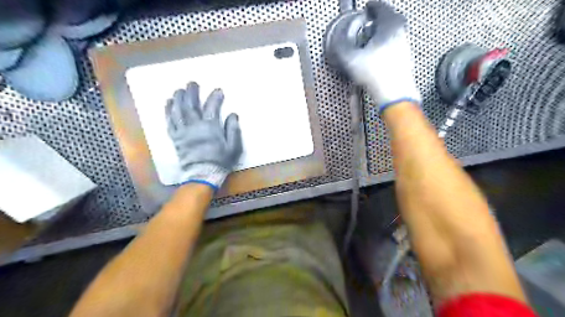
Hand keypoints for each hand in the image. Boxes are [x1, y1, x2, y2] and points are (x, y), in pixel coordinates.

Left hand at [165, 81, 241, 189]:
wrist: (203, 174)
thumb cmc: (220, 161)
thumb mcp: (233, 147)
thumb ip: (233, 129)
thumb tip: (233, 114)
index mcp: (210, 127)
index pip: (212, 107)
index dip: (215, 97)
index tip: (218, 90)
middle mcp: (194, 126)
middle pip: (191, 105)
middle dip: (191, 92)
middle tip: (192, 83)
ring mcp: (183, 131)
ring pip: (178, 110)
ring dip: (178, 98)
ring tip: (179, 90)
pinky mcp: (175, 137)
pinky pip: (170, 121)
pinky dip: (168, 111)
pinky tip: (168, 103)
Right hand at [334, 2, 417, 110]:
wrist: (395, 95)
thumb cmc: (377, 76)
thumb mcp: (351, 59)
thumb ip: (342, 46)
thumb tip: (337, 40)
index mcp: (390, 27)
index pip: (381, 8)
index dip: (372, 6)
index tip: (367, 7)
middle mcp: (401, 34)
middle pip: (391, 18)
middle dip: (379, 18)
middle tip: (370, 21)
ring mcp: (405, 47)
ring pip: (395, 32)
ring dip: (383, 32)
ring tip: (372, 38)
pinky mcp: (405, 60)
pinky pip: (396, 45)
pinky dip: (387, 44)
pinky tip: (378, 54)